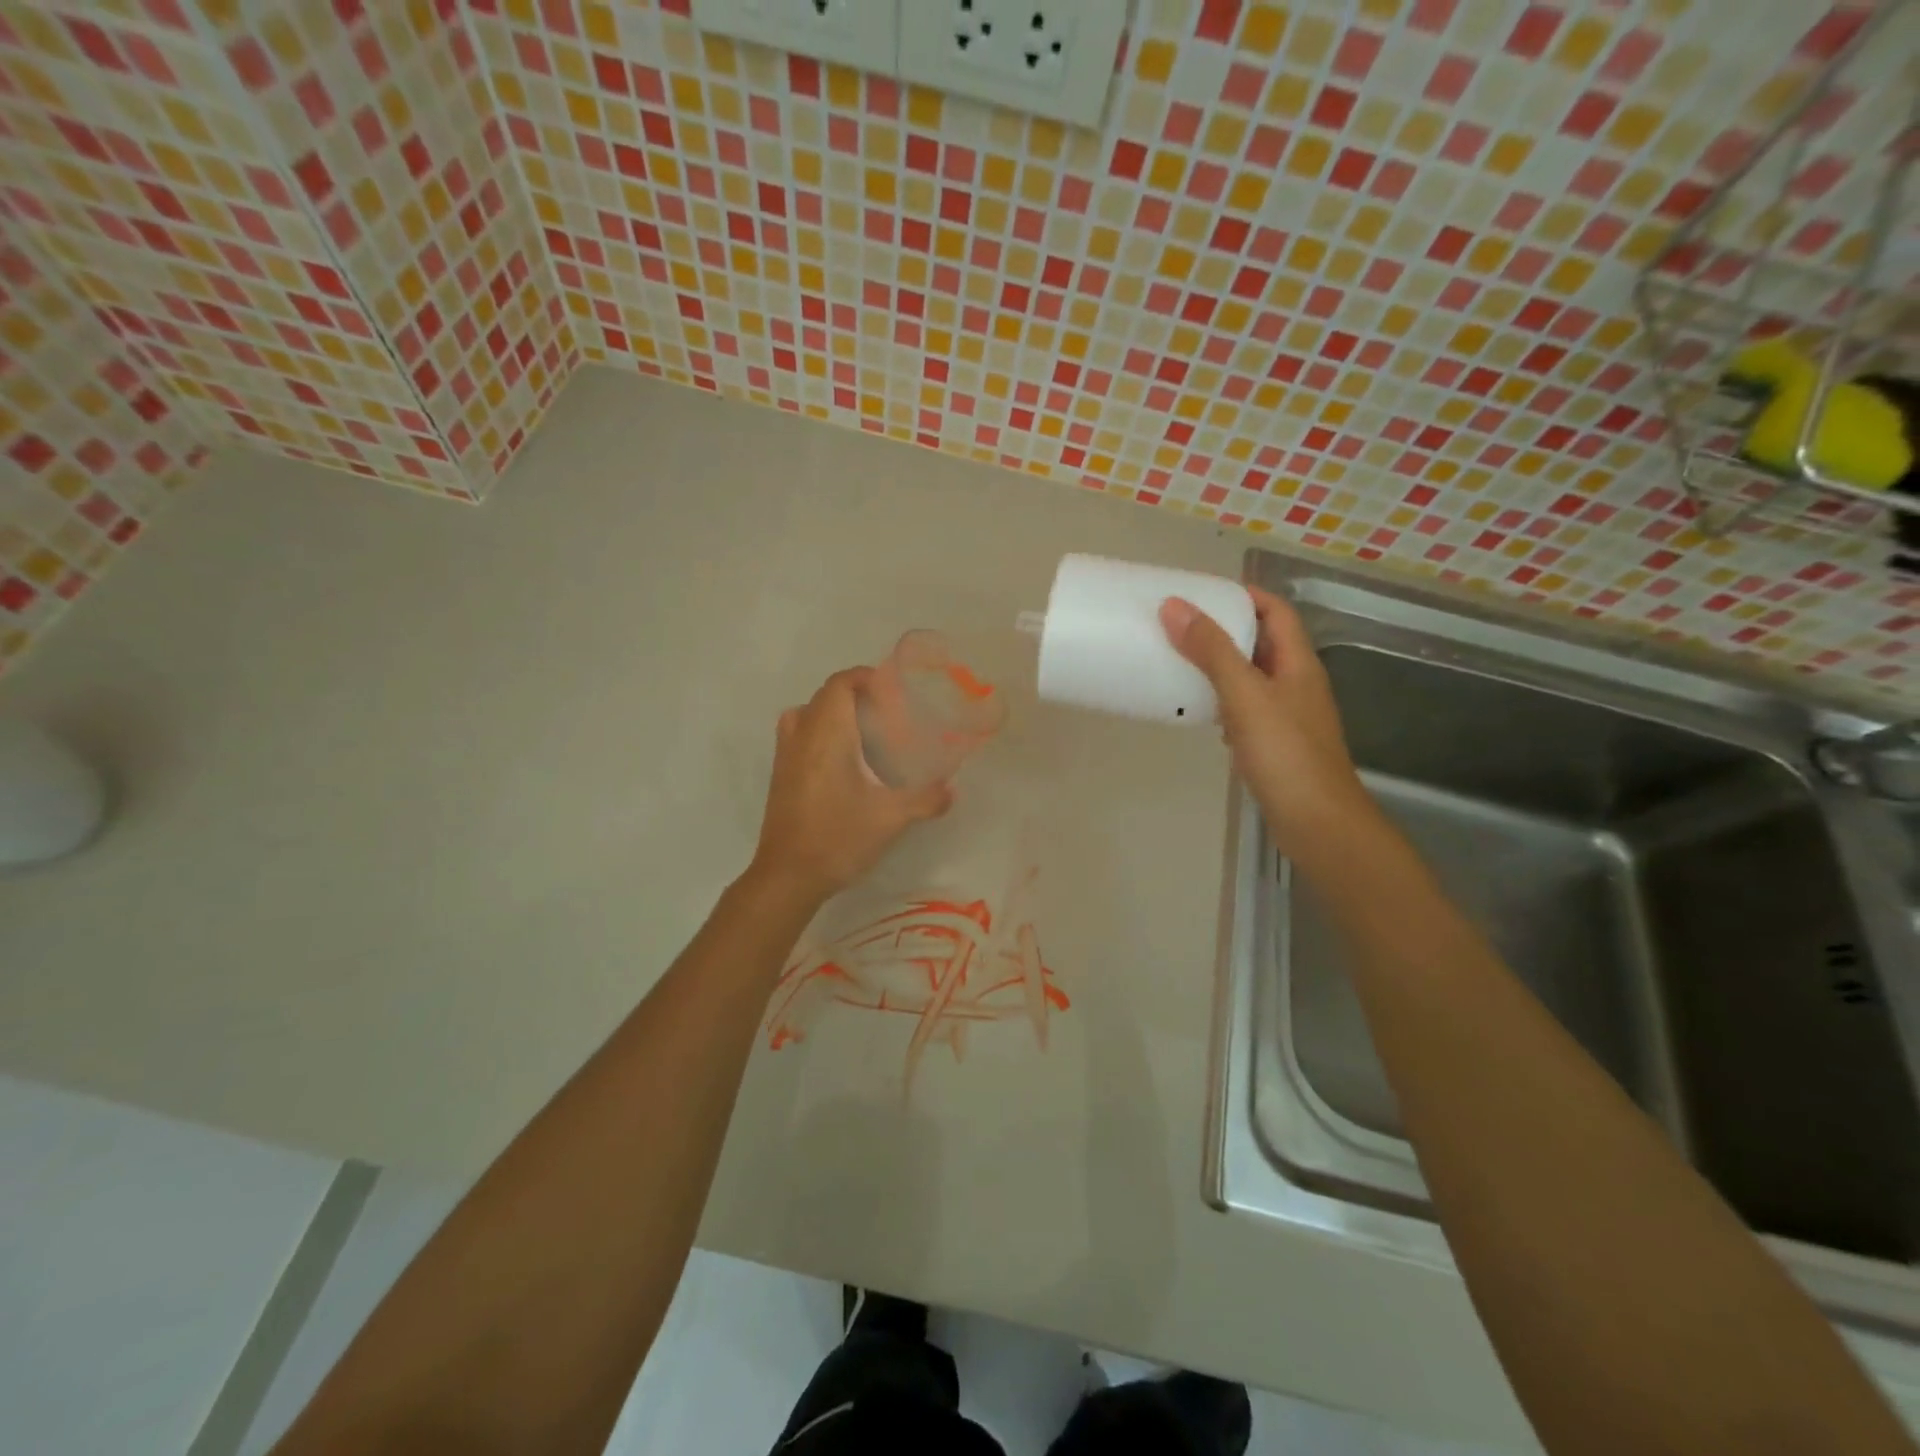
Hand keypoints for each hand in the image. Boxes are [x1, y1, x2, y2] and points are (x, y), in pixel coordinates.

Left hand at [750, 667, 952, 903]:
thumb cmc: (838, 838)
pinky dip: (819, 732)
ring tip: (862, 731)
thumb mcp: (890, 818)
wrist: (788, 876)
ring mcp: (785, 756)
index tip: (891, 689)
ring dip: (833, 712)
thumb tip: (953, 790)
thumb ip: (926, 799)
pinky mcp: (780, 775)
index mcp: (827, 735)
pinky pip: (798, 735)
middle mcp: (802, 736)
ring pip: (807, 714)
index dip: (864, 677)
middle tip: (886, 712)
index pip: (840, 684)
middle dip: (854, 694)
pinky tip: (843, 762)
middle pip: (824, 696)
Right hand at [1160, 587, 1373, 849]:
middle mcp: (1296, 684)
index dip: (1246, 595)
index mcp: (1298, 663)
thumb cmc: (1285, 753)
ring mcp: (1287, 717)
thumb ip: (1212, 651)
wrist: (1316, 822)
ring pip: (1252, 678)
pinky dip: (1222, 702)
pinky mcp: (1275, 745)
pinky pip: (1246, 710)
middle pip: (1263, 643)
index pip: (1276, 612)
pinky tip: (1200, 712)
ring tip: (1182, 661)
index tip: (1204, 592)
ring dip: (1221, 666)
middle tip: (1182, 625)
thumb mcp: (1245, 695)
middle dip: (1226, 629)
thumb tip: (1175, 606)